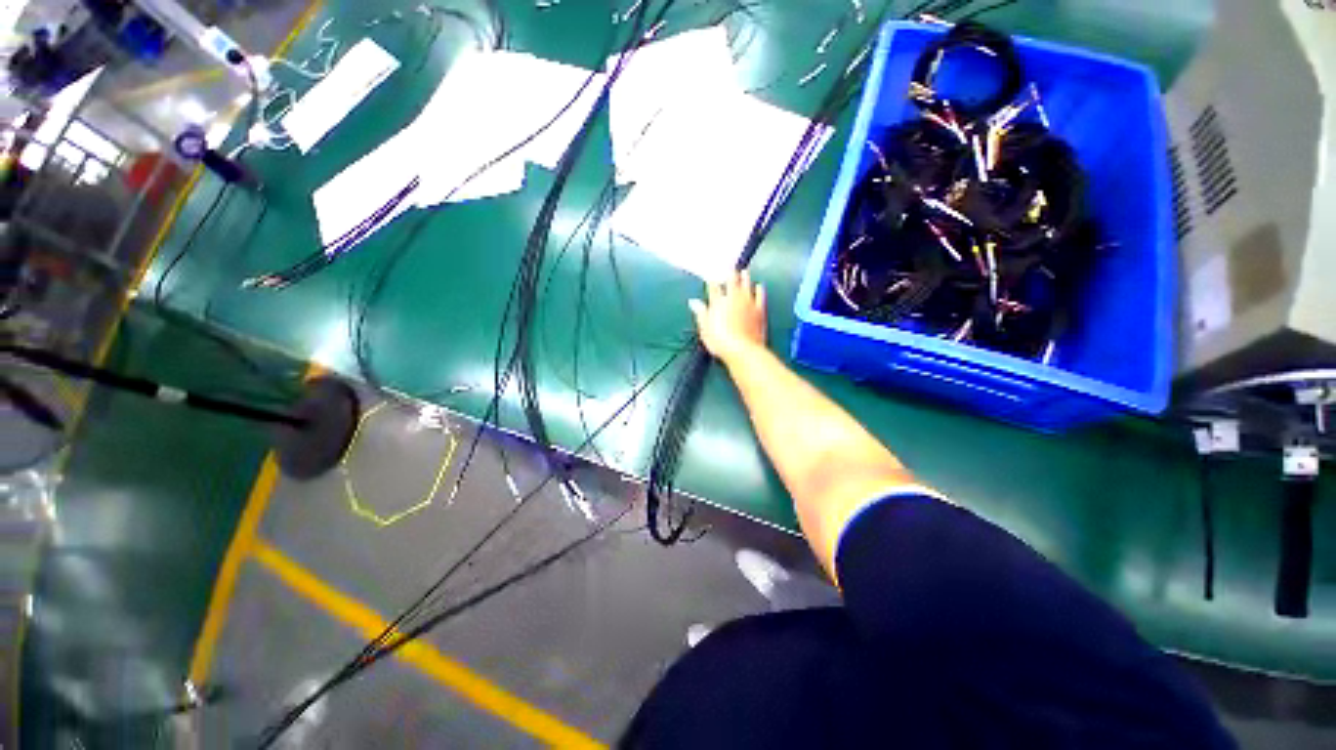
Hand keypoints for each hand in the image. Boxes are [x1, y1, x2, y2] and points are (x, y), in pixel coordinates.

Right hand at [688, 270, 767, 361]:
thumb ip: (701, 313)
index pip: (714, 287)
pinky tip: (759, 286)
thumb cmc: (720, 342)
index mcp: (718, 303)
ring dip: (745, 277)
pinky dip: (759, 289)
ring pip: (746, 284)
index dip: (712, 281)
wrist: (742, 350)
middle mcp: (733, 298)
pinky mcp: (759, 309)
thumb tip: (694, 302)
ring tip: (744, 271)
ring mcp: (748, 302)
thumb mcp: (705, 329)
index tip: (712, 277)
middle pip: (731, 281)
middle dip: (730, 274)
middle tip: (730, 268)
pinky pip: (760, 295)